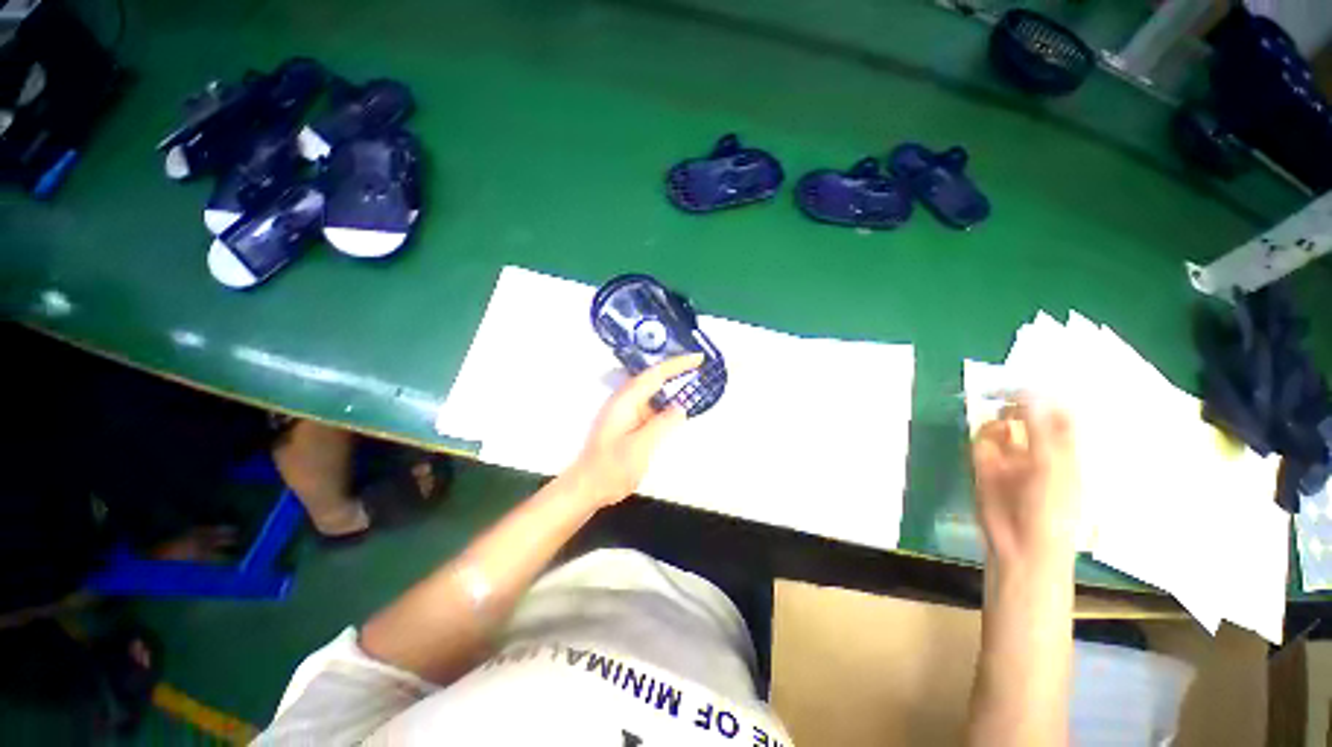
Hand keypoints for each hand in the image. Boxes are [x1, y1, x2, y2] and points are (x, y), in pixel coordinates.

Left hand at [560, 354, 702, 507]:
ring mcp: (623, 411)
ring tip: (691, 384)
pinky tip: (674, 411)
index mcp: (626, 400)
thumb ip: (662, 423)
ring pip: (650, 392)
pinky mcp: (624, 423)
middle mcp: (623, 400)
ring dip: (669, 386)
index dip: (678, 364)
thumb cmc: (612, 468)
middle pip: (652, 378)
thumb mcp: (642, 446)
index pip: (655, 374)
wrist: (586, 487)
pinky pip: (648, 406)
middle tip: (698, 366)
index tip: (698, 358)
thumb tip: (680, 407)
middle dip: (675, 370)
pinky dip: (663, 404)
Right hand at [971, 397, 1077, 569]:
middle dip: (1010, 408)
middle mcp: (1036, 448)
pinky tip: (986, 462)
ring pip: (996, 428)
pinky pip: (979, 447)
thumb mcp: (1052, 466)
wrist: (1022, 546)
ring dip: (994, 430)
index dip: (1043, 397)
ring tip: (996, 441)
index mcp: (1063, 447)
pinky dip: (980, 449)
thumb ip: (1039, 429)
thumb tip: (1028, 392)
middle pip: (1022, 415)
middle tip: (999, 401)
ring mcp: (1010, 458)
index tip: (1022, 385)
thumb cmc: (1052, 510)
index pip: (1056, 412)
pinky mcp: (985, 468)